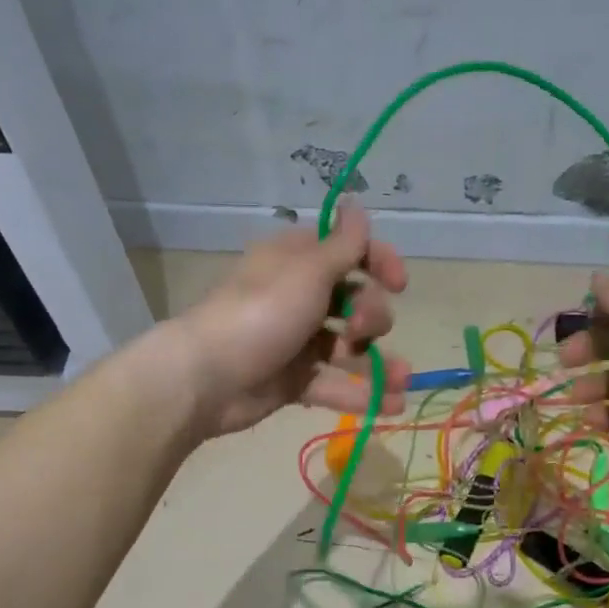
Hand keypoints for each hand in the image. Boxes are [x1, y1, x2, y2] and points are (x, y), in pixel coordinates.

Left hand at [171, 203, 411, 437]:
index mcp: (299, 261)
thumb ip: (343, 244)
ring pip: (348, 347)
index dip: (379, 262)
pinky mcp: (293, 380)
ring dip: (379, 361)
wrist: (207, 377)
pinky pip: (334, 383)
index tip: (399, 284)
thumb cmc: (262, 313)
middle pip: (354, 300)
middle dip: (371, 315)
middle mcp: (299, 296)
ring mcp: (296, 340)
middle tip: (361, 330)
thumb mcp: (308, 270)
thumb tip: (356, 203)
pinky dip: (361, 393)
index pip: (349, 251)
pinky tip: (391, 405)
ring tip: (402, 379)